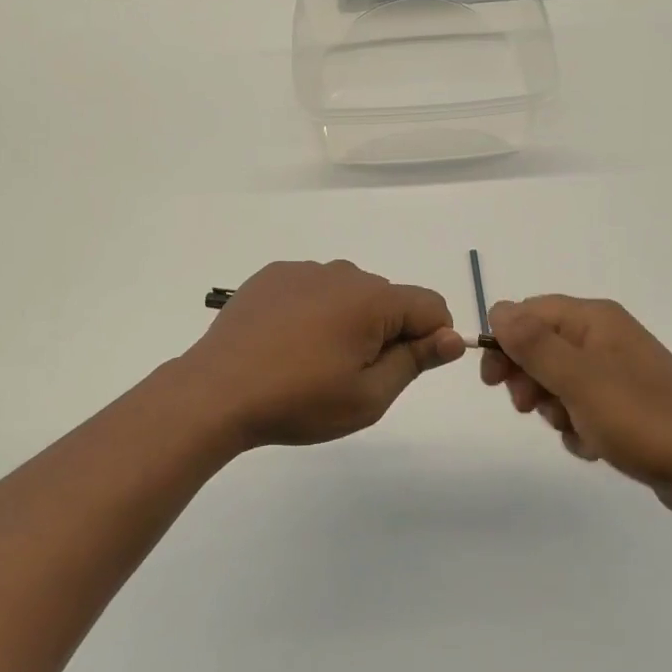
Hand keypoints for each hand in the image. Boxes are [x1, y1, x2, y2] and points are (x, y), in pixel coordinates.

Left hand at [183, 260, 464, 448]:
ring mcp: (303, 270)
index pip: (430, 305)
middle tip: (350, 375)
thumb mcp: (368, 396)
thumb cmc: (300, 400)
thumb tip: (453, 336)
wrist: (218, 391)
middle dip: (385, 332)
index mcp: (373, 299)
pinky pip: (312, 288)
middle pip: (388, 299)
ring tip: (313, 361)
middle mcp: (342, 272)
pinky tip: (286, 342)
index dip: (430, 339)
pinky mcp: (272, 275)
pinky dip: (313, 310)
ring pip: (348, 293)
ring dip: (348, 320)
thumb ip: (416, 361)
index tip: (401, 370)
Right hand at [481, 295, 671, 520]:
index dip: (504, 342)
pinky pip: (582, 405)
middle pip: (541, 345)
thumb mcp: (578, 380)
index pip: (529, 313)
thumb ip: (533, 343)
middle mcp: (605, 336)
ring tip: (573, 431)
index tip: (493, 382)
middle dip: (529, 378)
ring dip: (553, 407)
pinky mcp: (628, 404)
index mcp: (595, 319)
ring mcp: (618, 370)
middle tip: (529, 409)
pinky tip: (593, 446)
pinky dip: (578, 426)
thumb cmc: (642, 420)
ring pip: (558, 380)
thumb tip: (497, 310)